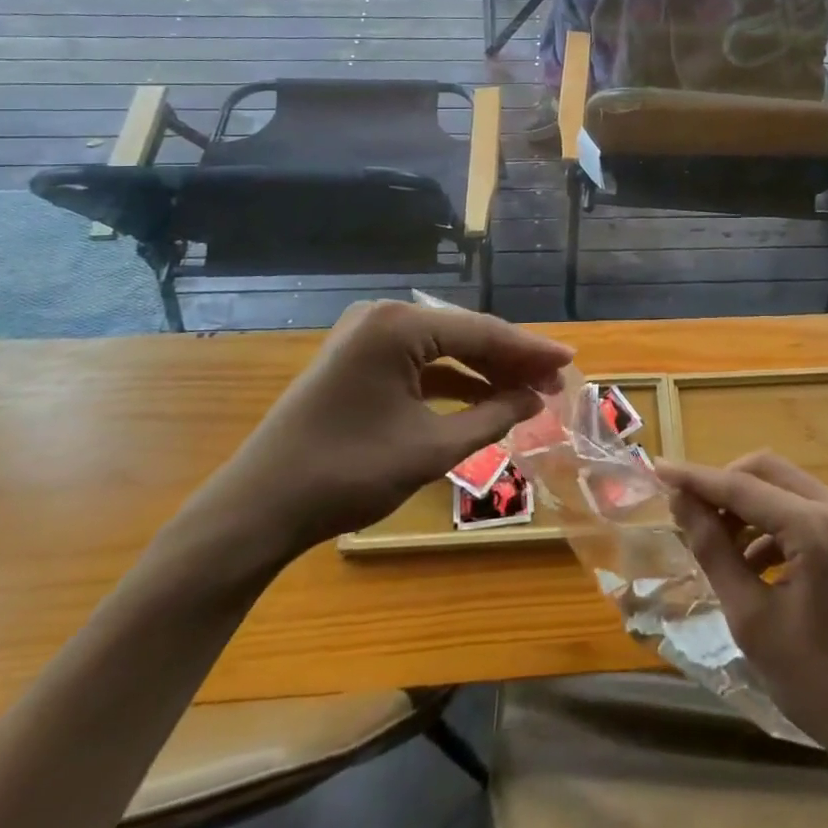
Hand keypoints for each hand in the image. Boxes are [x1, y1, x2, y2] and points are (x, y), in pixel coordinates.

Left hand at [185, 301, 571, 571]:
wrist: (257, 510)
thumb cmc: (347, 474)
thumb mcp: (431, 448)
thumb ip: (491, 417)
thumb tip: (534, 399)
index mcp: (399, 325)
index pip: (482, 332)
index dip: (530, 350)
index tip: (570, 363)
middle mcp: (383, 316)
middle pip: (464, 335)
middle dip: (509, 360)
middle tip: (553, 382)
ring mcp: (366, 336)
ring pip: (443, 348)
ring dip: (483, 371)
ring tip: (527, 393)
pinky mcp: (356, 359)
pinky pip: (417, 362)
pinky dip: (451, 380)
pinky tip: (483, 397)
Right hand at [660, 453, 827, 765]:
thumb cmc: (820, 683)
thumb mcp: (753, 620)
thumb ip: (714, 552)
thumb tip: (681, 503)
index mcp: (816, 527)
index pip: (742, 486)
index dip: (696, 477)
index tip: (657, 468)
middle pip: (765, 470)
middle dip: (722, 485)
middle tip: (687, 512)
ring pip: (783, 485)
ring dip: (745, 504)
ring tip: (713, 542)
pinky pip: (801, 508)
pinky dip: (769, 522)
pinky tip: (750, 561)